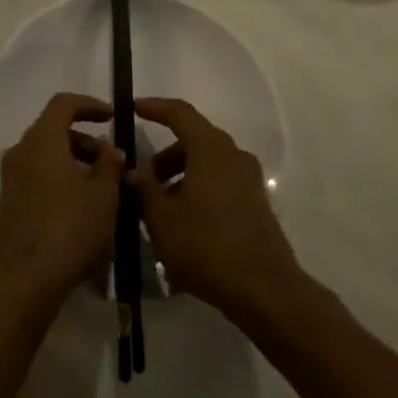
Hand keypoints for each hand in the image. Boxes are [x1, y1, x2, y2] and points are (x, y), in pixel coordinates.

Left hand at [0, 93, 122, 314]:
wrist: (24, 280)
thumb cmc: (68, 228)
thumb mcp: (103, 194)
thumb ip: (110, 164)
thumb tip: (109, 150)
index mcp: (41, 140)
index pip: (63, 104)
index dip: (90, 104)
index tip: (113, 116)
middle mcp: (21, 152)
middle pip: (55, 130)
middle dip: (88, 140)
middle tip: (115, 162)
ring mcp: (13, 178)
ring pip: (49, 155)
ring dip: (77, 161)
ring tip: (106, 187)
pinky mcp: (12, 202)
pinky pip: (40, 175)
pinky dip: (63, 178)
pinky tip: (85, 206)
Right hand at [129, 97, 302, 322]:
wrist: (264, 289)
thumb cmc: (206, 246)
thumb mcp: (161, 218)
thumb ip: (143, 188)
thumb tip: (134, 170)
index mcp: (210, 149)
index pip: (180, 113)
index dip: (154, 107)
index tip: (132, 108)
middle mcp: (233, 155)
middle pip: (193, 140)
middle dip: (164, 156)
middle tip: (141, 180)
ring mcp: (249, 179)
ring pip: (207, 163)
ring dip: (180, 176)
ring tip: (158, 208)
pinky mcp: (256, 202)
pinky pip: (220, 182)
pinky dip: (198, 189)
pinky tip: (182, 222)